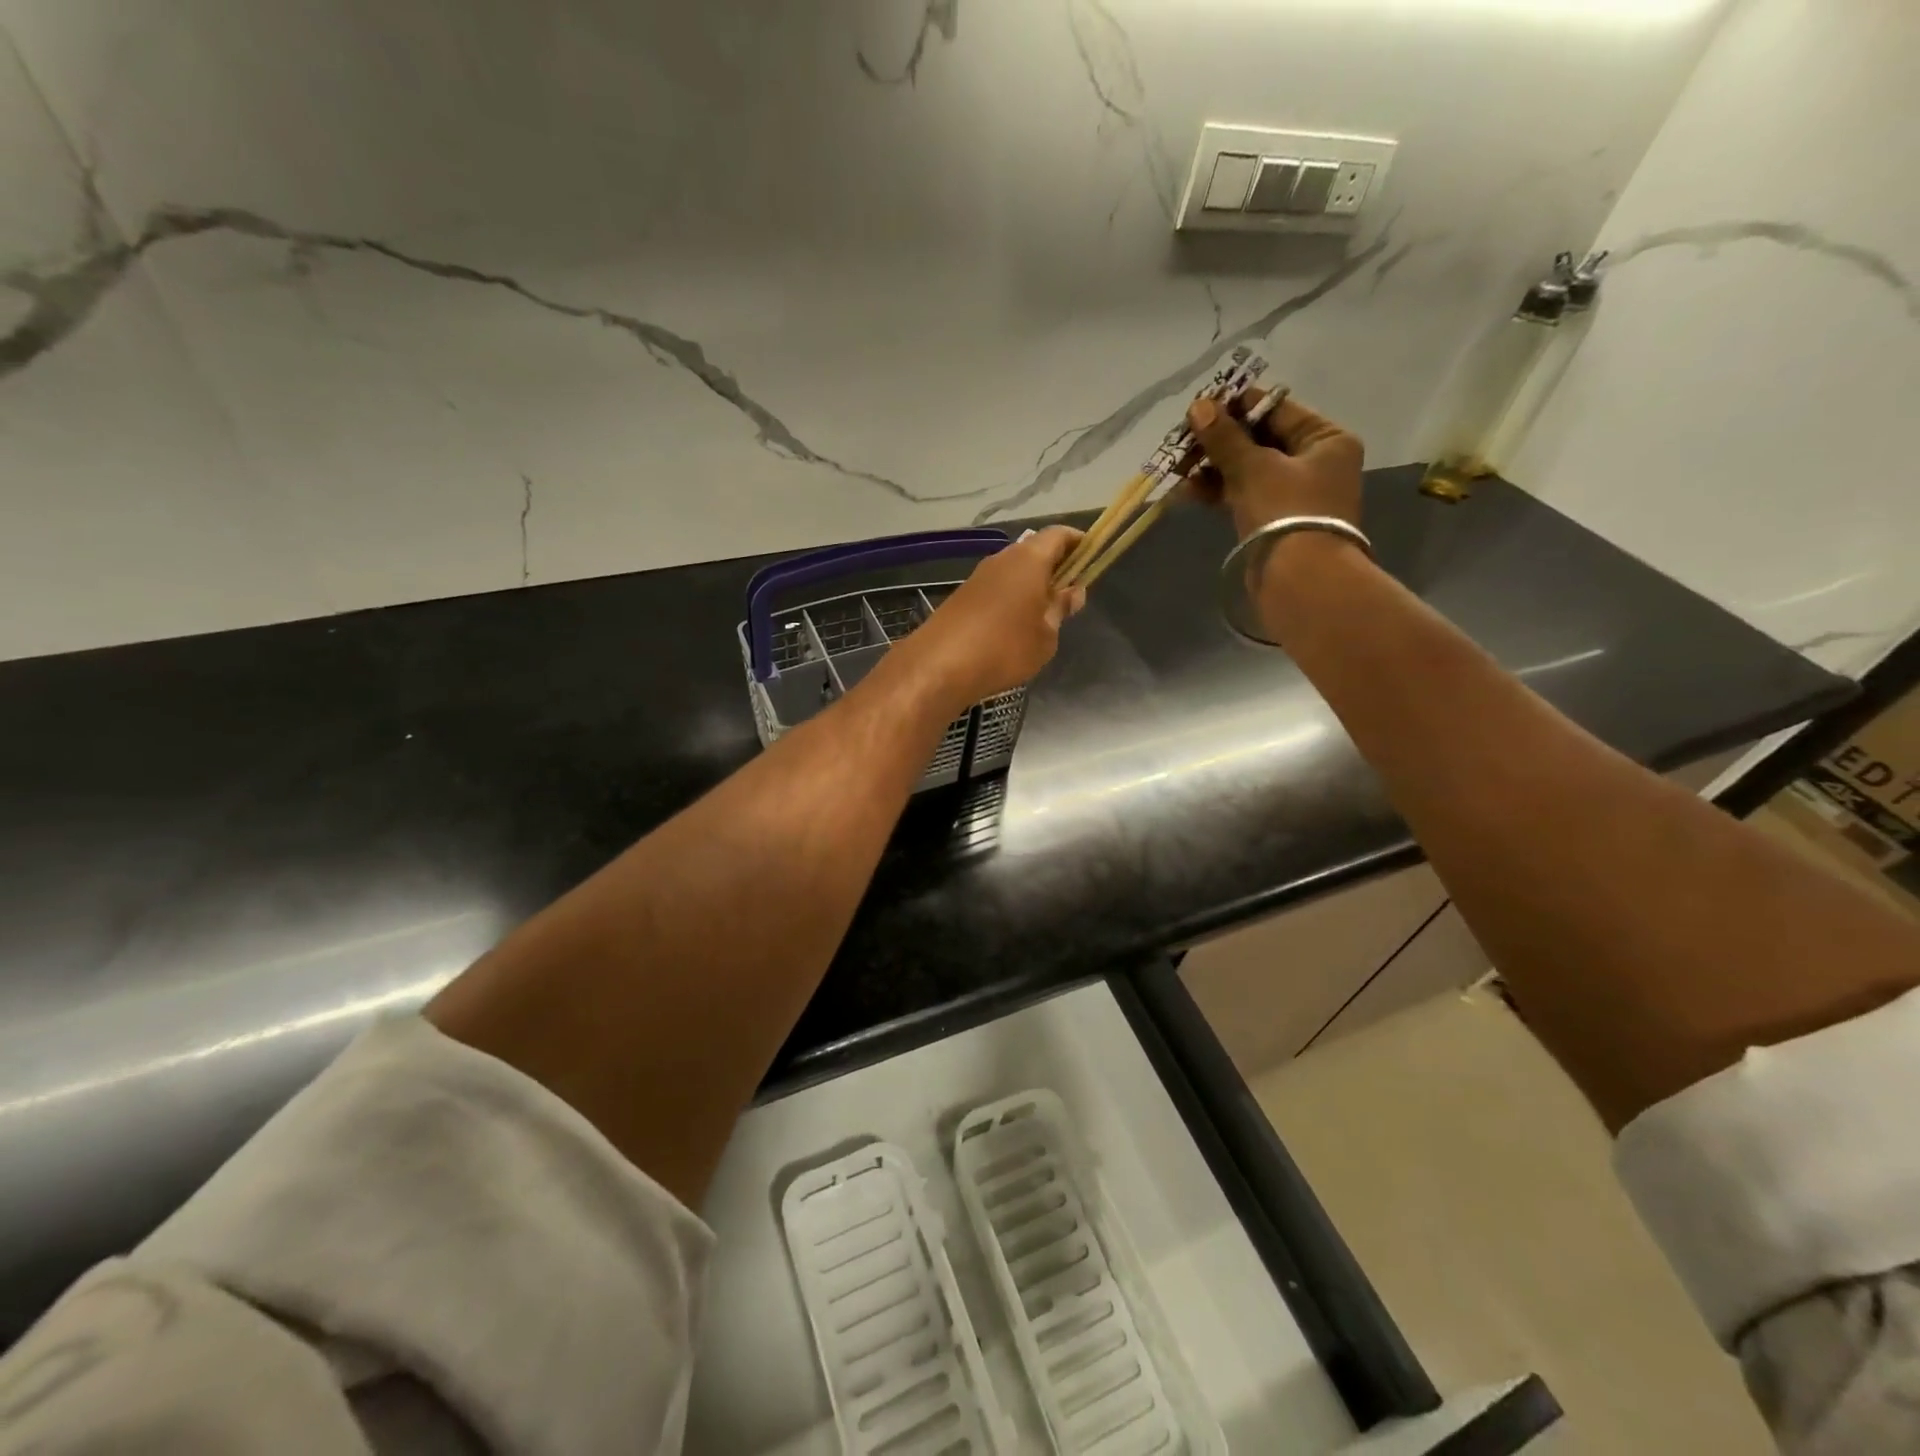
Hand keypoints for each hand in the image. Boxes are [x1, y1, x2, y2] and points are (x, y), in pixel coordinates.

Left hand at [896, 525, 1086, 710]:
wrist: (939, 666)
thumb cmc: (1005, 647)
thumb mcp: (1045, 635)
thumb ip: (1060, 609)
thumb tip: (1072, 591)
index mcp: (1029, 559)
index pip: (1059, 535)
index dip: (1078, 542)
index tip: (1092, 557)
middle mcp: (1002, 559)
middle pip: (1035, 551)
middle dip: (1055, 567)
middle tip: (1069, 594)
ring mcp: (978, 577)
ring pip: (1013, 572)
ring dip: (1031, 586)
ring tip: (1043, 616)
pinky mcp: (962, 597)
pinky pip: (996, 590)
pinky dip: (1010, 600)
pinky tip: (1013, 628)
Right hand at [1184, 389, 1364, 539]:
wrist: (1299, 579)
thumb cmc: (1286, 511)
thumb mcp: (1254, 467)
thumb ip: (1225, 437)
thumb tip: (1199, 405)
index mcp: (1325, 439)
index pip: (1275, 409)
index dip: (1235, 407)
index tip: (1199, 408)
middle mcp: (1315, 462)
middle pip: (1259, 440)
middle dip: (1218, 442)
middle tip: (1182, 442)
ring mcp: (1294, 494)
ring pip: (1247, 470)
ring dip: (1212, 468)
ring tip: (1178, 470)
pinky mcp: (1274, 521)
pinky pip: (1243, 495)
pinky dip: (1218, 491)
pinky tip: (1187, 492)